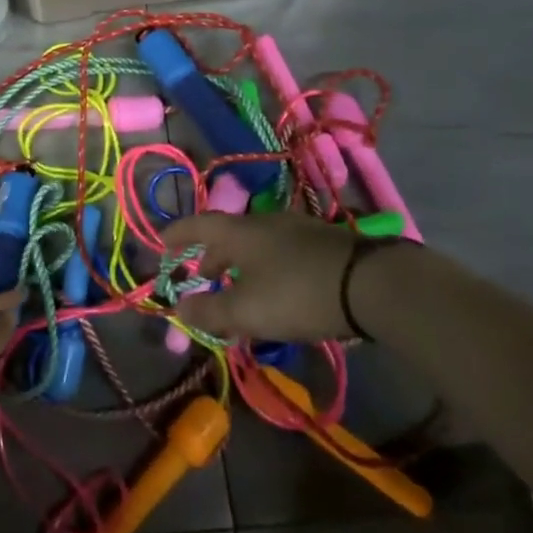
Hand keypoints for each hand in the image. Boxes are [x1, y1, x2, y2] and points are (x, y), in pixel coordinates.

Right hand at [169, 213, 361, 340]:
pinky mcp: (323, 243)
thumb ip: (209, 310)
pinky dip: (266, 267)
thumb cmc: (297, 293)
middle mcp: (263, 221)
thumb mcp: (246, 311)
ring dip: (240, 264)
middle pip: (227, 235)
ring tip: (239, 289)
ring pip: (255, 243)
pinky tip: (277, 290)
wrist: (372, 284)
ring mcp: (296, 229)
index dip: (176, 235)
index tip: (161, 245)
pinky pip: (280, 251)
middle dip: (210, 256)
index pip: (197, 225)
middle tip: (201, 276)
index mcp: (238, 231)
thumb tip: (181, 307)